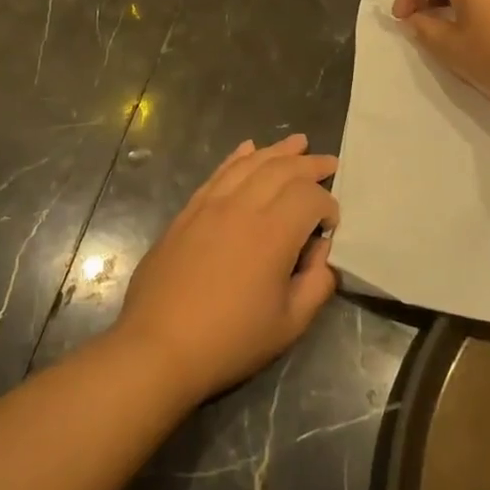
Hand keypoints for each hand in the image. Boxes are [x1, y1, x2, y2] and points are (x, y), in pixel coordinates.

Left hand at [115, 134, 339, 406]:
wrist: (158, 346)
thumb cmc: (229, 341)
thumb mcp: (289, 324)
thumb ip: (317, 284)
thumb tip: (322, 254)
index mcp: (272, 233)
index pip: (310, 197)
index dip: (328, 206)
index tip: (330, 228)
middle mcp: (242, 207)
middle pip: (282, 169)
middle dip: (310, 164)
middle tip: (330, 162)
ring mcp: (210, 205)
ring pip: (249, 164)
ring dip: (277, 151)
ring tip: (298, 142)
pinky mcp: (188, 212)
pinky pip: (218, 173)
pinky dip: (237, 157)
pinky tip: (248, 148)